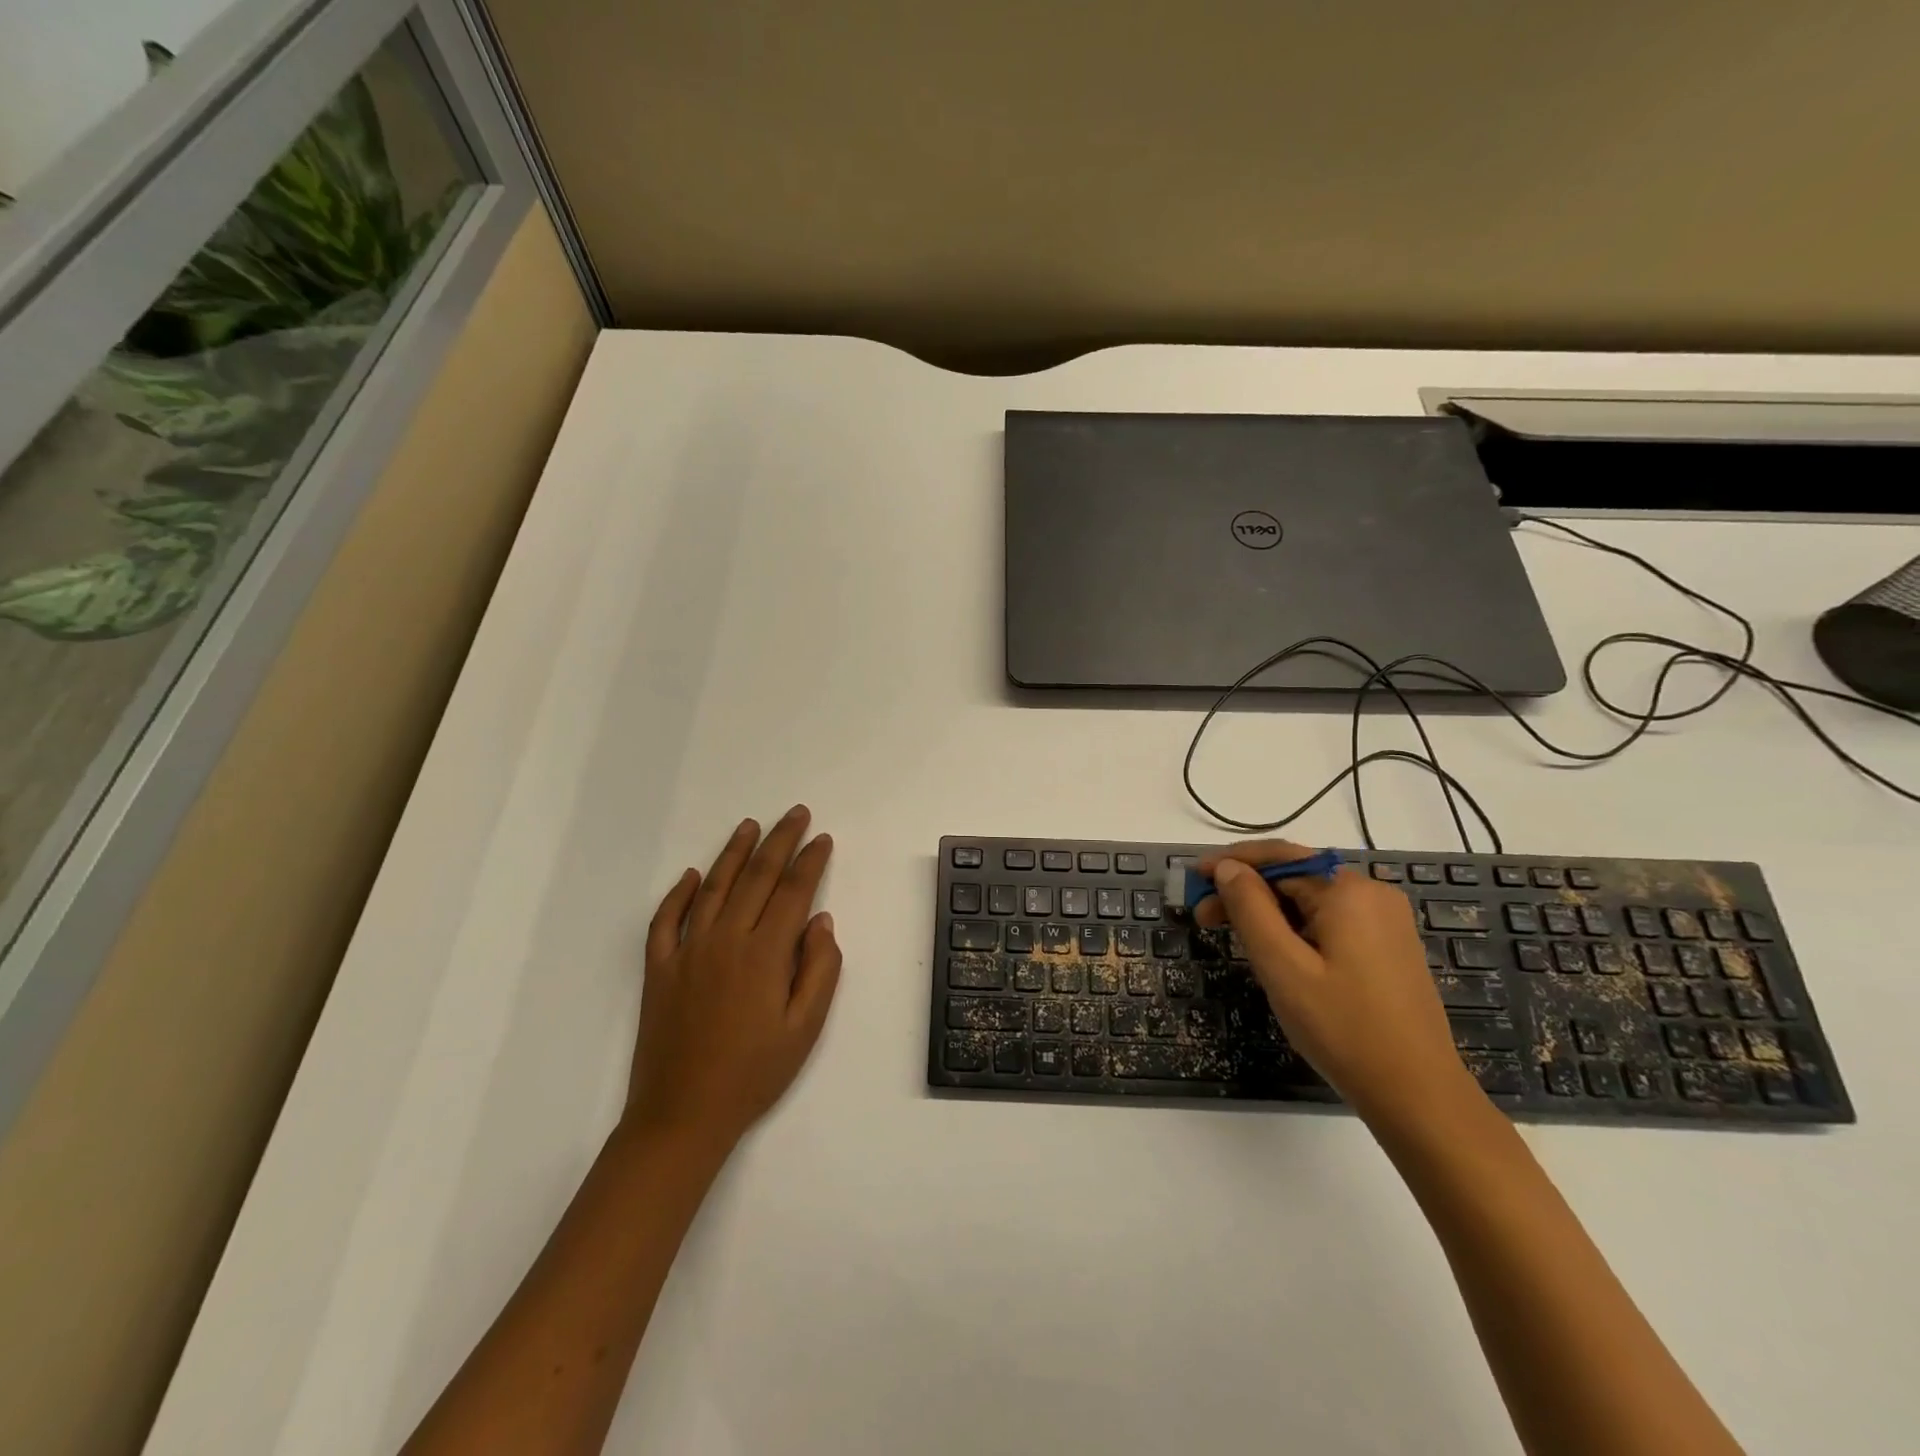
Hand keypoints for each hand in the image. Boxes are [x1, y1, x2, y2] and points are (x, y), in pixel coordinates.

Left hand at [627, 806, 841, 1150]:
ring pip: (713, 887)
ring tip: (750, 826)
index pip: (793, 891)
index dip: (810, 861)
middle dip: (780, 841)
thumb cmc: (754, 1074)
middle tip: (796, 814)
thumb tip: (820, 919)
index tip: (823, 839)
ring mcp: (687, 951)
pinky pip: (666, 920)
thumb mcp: (805, 1029)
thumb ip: (819, 969)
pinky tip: (690, 876)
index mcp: (764, 954)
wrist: (682, 1115)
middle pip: (757, 877)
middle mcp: (726, 940)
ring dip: (734, 853)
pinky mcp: (659, 968)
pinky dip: (677, 894)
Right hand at [1197, 840, 1479, 1127]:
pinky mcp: (1389, 946)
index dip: (1232, 863)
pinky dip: (1296, 927)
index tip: (1194, 877)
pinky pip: (1331, 920)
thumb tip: (1229, 868)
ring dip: (1269, 911)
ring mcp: (1386, 921)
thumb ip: (1250, 908)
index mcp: (1348, 891)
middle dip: (1247, 891)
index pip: (1279, 857)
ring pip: (1311, 900)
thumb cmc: (1342, 1028)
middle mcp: (1372, 894)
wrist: (1418, 1094)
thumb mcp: (1282, 966)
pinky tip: (1277, 952)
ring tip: (1235, 938)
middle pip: (1295, 876)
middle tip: (1204, 917)